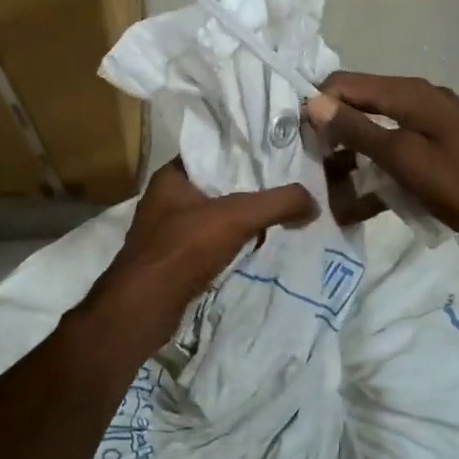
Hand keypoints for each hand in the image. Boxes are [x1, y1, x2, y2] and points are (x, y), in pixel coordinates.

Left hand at [82, 161, 315, 360]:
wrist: (143, 307)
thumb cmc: (183, 248)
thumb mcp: (237, 216)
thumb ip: (278, 203)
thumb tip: (314, 202)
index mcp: (172, 176)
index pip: (213, 151)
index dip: (245, 152)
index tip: (279, 155)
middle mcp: (166, 199)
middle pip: (218, 186)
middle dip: (250, 188)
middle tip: (288, 186)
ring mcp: (167, 232)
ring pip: (215, 217)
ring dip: (243, 220)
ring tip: (281, 216)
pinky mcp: (173, 261)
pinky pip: (210, 244)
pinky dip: (232, 245)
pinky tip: (257, 248)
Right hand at [305, 71, 458, 255]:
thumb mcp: (403, 158)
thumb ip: (357, 129)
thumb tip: (313, 102)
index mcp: (408, 93)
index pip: (344, 84)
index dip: (317, 107)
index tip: (298, 143)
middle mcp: (414, 100)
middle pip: (356, 109)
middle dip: (330, 139)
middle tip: (310, 173)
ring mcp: (425, 126)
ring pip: (371, 136)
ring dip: (348, 163)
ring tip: (328, 196)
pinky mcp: (432, 151)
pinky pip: (392, 156)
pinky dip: (374, 176)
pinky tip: (355, 207)